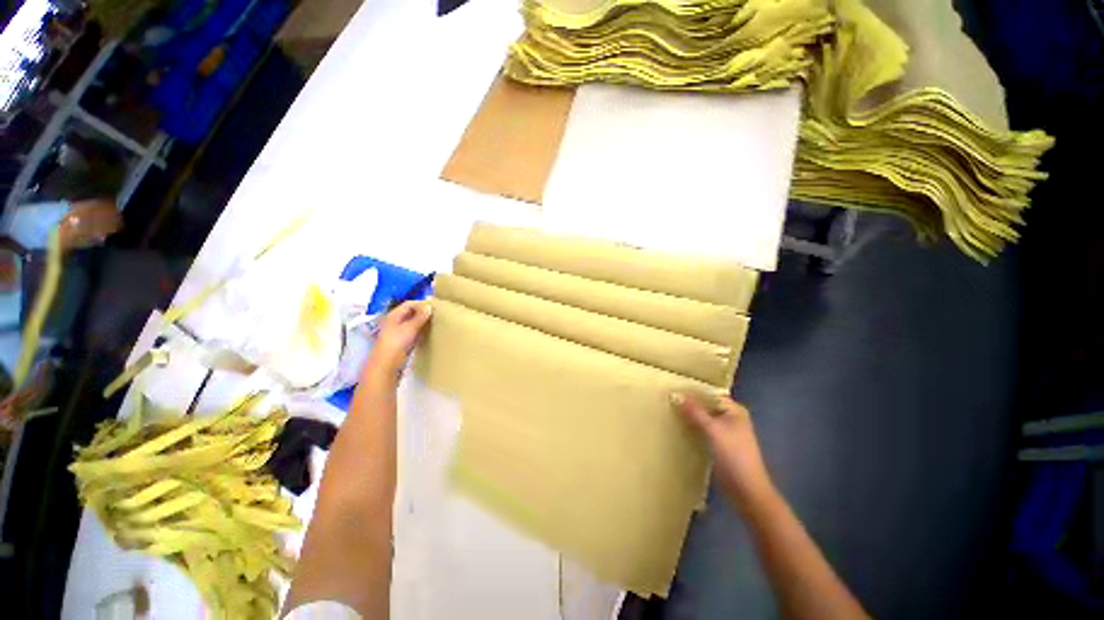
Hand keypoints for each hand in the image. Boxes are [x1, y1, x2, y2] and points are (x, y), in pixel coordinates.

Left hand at [365, 301, 431, 380]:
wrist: (386, 365)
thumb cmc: (396, 343)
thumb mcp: (409, 328)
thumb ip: (420, 317)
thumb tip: (429, 306)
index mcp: (393, 315)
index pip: (408, 304)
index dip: (420, 304)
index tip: (434, 306)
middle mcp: (394, 321)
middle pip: (410, 313)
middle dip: (422, 312)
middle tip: (437, 314)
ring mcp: (397, 332)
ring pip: (412, 323)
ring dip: (422, 322)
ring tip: (435, 322)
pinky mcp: (401, 341)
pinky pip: (413, 331)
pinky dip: (420, 330)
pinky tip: (428, 332)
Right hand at [672, 393, 773, 505]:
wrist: (747, 490)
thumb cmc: (734, 456)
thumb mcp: (713, 430)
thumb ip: (695, 412)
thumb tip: (675, 394)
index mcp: (734, 410)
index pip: (710, 394)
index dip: (693, 392)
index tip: (673, 389)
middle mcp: (731, 418)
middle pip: (706, 406)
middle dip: (690, 404)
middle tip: (667, 400)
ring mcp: (726, 432)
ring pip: (704, 418)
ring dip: (690, 416)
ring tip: (670, 411)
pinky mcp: (720, 445)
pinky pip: (703, 430)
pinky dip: (693, 428)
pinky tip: (679, 428)